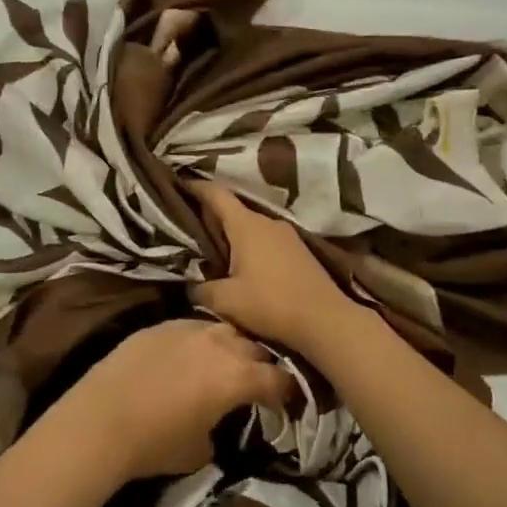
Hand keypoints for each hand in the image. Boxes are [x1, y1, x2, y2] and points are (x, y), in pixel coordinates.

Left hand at [59, 319, 292, 481]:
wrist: (101, 420)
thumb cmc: (156, 443)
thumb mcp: (201, 450)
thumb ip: (220, 427)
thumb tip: (217, 421)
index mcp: (238, 376)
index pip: (278, 379)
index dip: (287, 393)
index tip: (285, 403)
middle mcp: (220, 344)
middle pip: (255, 348)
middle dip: (260, 365)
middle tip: (256, 383)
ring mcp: (187, 328)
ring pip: (224, 330)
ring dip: (232, 346)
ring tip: (225, 363)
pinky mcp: (159, 325)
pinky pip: (192, 327)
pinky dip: (199, 340)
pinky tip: (189, 354)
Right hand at [187, 181, 359, 355]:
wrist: (325, 320)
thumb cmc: (271, 304)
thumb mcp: (226, 301)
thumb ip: (202, 289)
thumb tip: (191, 286)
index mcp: (246, 225)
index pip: (217, 194)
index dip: (197, 188)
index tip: (181, 185)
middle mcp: (268, 222)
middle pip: (235, 211)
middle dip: (213, 217)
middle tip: (193, 229)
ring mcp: (288, 236)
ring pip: (253, 228)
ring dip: (235, 236)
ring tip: (218, 252)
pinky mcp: (300, 252)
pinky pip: (268, 241)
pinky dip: (253, 248)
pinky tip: (247, 267)